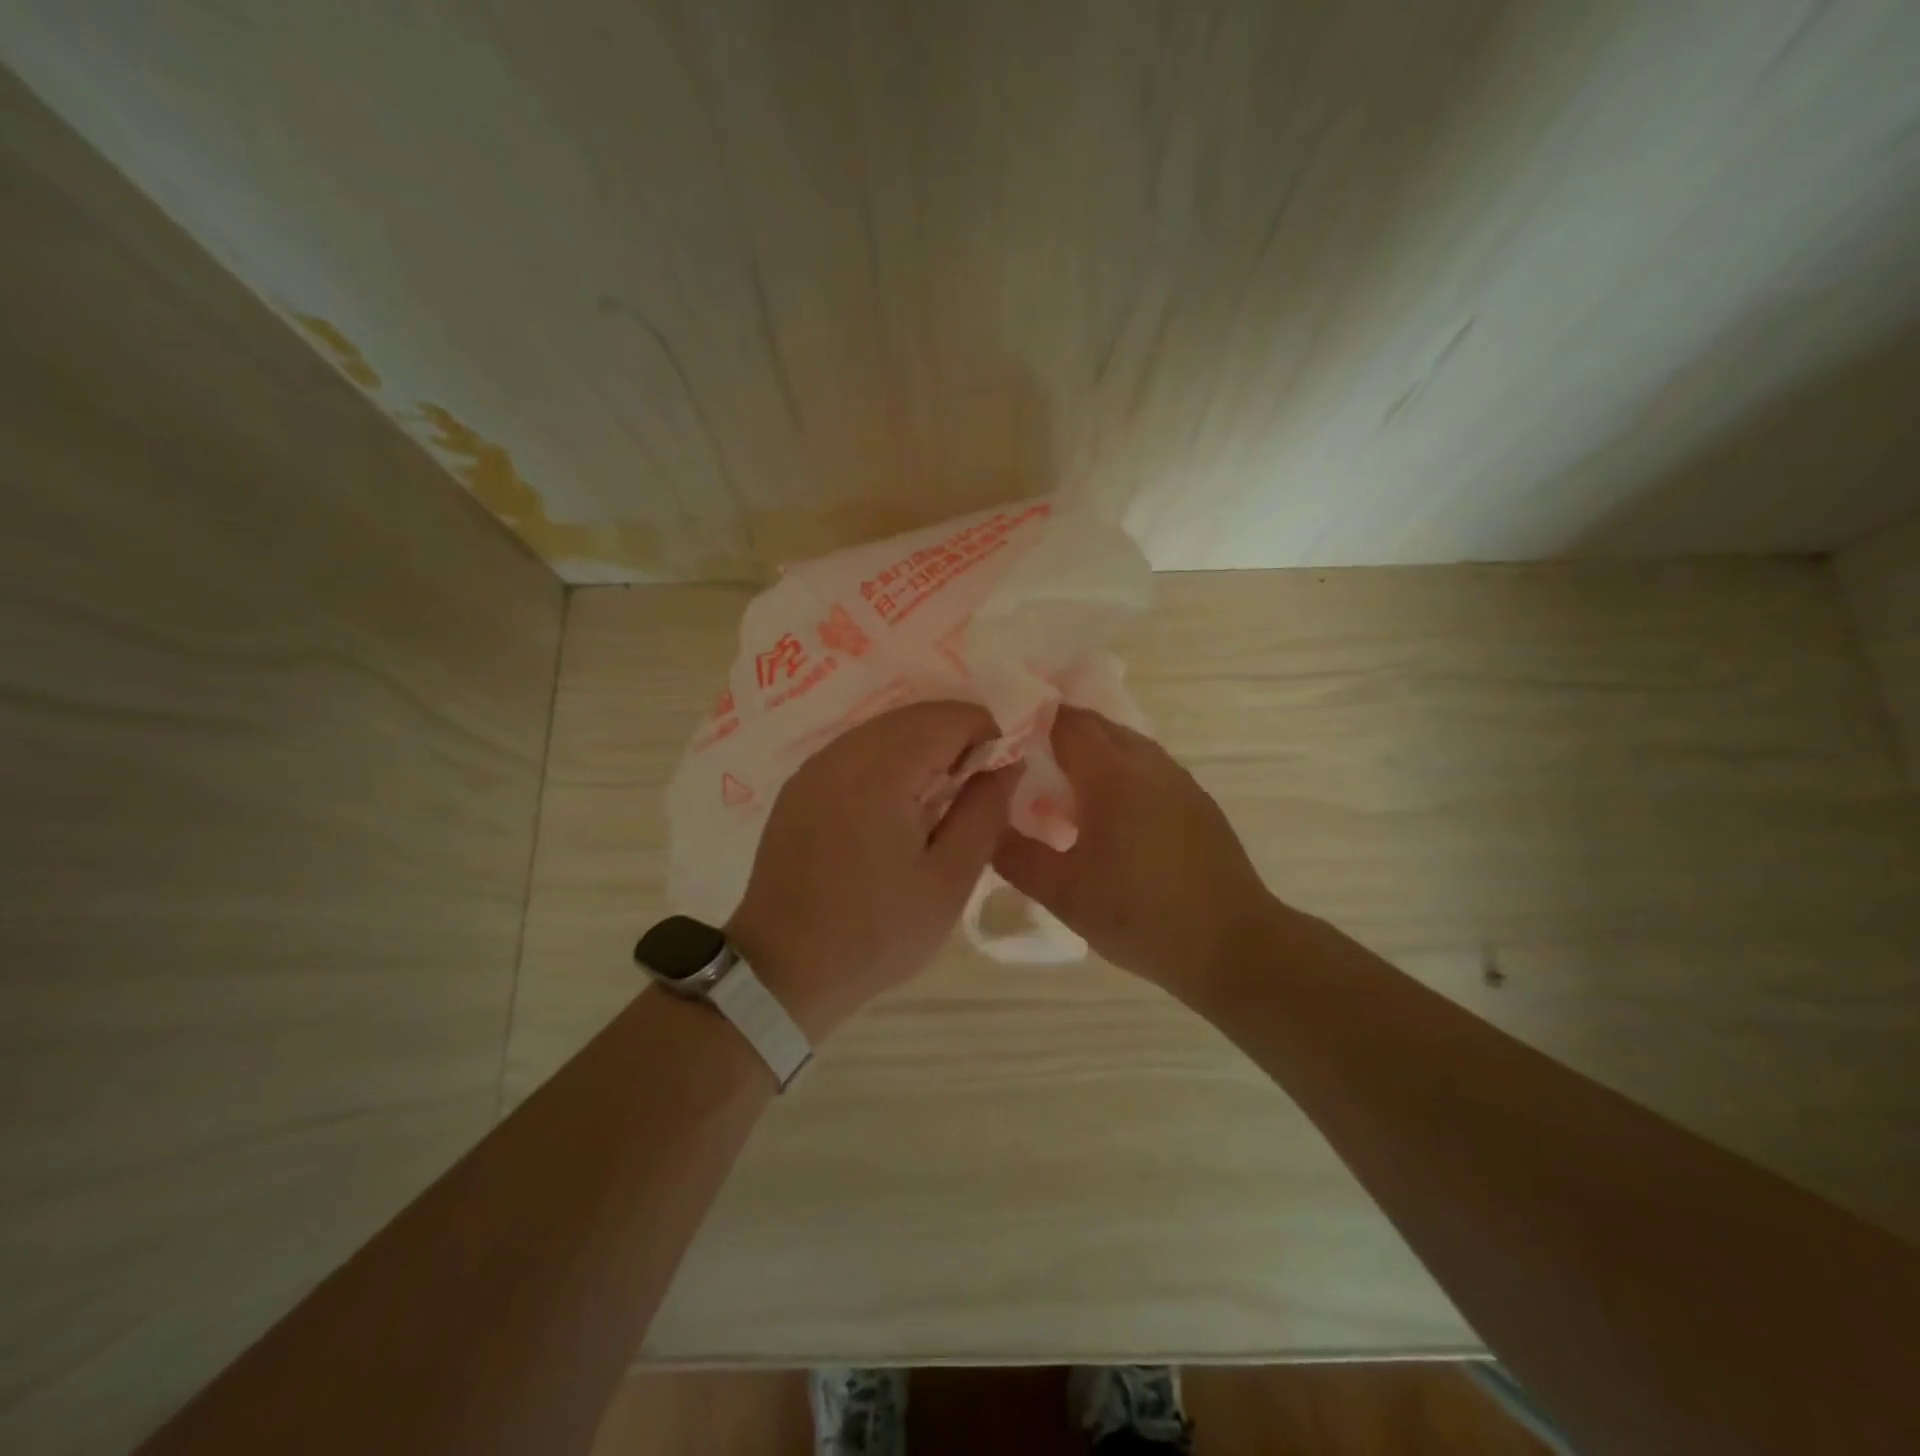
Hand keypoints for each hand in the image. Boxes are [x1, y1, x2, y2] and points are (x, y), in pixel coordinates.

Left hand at [727, 701, 1017, 1039]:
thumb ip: (984, 813)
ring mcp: (815, 767)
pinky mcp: (799, 785)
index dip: (987, 734)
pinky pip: (856, 749)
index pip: (949, 718)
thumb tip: (1007, 764)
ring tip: (939, 797)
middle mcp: (843, 754)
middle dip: (955, 737)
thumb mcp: (948, 881)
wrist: (783, 970)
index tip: (1000, 776)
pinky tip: (896, 803)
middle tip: (975, 788)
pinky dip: (889, 758)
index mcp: (882, 772)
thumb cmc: (876, 933)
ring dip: (922, 746)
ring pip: (884, 728)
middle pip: (915, 716)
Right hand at [993, 705, 1274, 989]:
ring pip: (1126, 744)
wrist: (1233, 947)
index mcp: (1113, 776)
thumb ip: (1015, 856)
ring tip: (1062, 785)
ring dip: (1091, 751)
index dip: (1031, 718)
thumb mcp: (1063, 894)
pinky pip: (1148, 766)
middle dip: (1058, 731)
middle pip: (1097, 725)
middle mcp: (1149, 764)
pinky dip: (1119, 770)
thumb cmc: (1141, 917)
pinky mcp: (1197, 802)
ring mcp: (1179, 781)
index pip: (1066, 722)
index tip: (1001, 734)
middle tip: (1023, 758)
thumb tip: (984, 827)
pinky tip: (1108, 812)